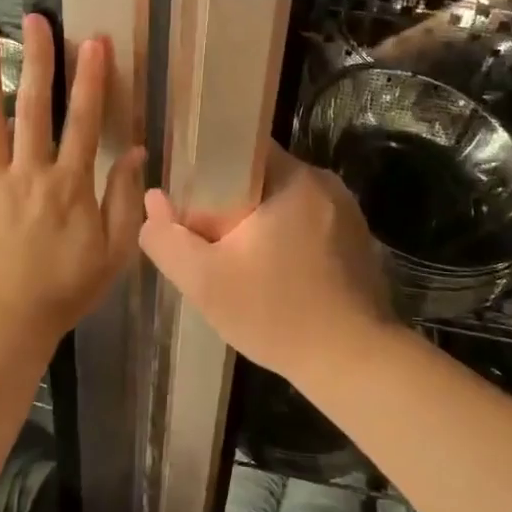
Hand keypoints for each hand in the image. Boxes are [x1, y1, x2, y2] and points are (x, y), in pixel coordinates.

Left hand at [0, 14, 144, 353]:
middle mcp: (29, 171)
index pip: (84, 120)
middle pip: (33, 106)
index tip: (94, 42)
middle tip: (34, 18)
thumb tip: (137, 152)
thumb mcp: (114, 251)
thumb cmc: (64, 290)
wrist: (3, 325)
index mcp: (70, 183)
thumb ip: (126, 199)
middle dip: (37, 58)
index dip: (91, 79)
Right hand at [139, 147, 396, 385]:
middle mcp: (324, 183)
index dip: (209, 170)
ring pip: (284, 203)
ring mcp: (346, 211)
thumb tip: (153, 200)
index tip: (192, 204)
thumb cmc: (276, 314)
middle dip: (231, 205)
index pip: (241, 149)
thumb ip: (168, 238)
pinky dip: (286, 240)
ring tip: (240, 264)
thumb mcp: (204, 281)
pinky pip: (308, 224)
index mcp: (293, 178)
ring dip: (259, 225)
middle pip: (261, 177)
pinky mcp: (357, 239)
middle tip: (210, 243)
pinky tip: (275, 277)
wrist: (353, 362)